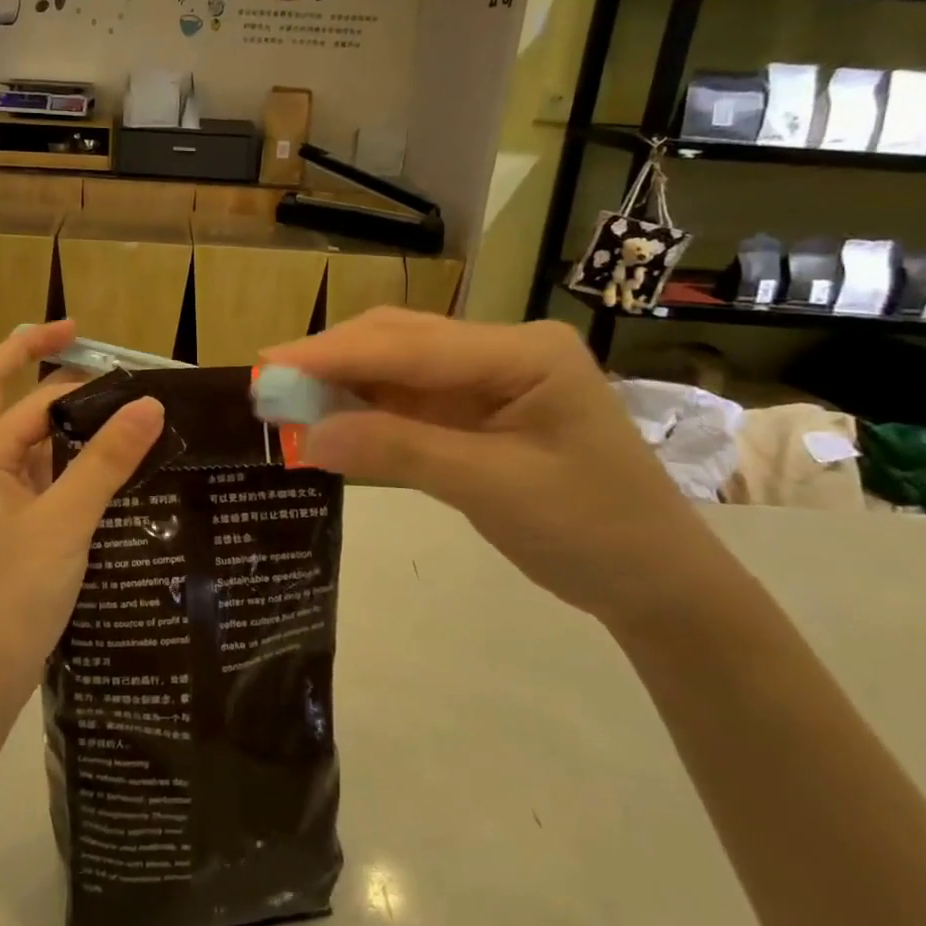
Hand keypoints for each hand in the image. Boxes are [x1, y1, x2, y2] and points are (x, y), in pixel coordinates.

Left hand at [0, 321, 164, 715]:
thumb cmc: (10, 594)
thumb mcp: (64, 522)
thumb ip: (105, 461)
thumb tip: (150, 404)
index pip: (27, 395)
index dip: (69, 371)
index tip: (113, 353)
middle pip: (1, 397)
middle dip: (33, 362)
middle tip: (82, 342)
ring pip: (24, 439)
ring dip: (60, 418)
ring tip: (115, 406)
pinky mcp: (3, 526)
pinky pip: (34, 475)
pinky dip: (65, 460)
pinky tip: (106, 466)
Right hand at [261, 309, 729, 630]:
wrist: (657, 585)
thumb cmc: (593, 532)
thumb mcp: (493, 489)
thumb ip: (399, 452)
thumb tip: (307, 437)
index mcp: (523, 352)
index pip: (411, 345)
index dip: (334, 354)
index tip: (269, 366)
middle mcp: (503, 351)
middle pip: (400, 341)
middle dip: (332, 361)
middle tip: (267, 385)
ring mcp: (489, 379)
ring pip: (398, 367)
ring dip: (343, 383)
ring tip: (286, 402)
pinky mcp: (477, 410)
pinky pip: (408, 400)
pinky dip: (365, 409)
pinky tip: (329, 418)